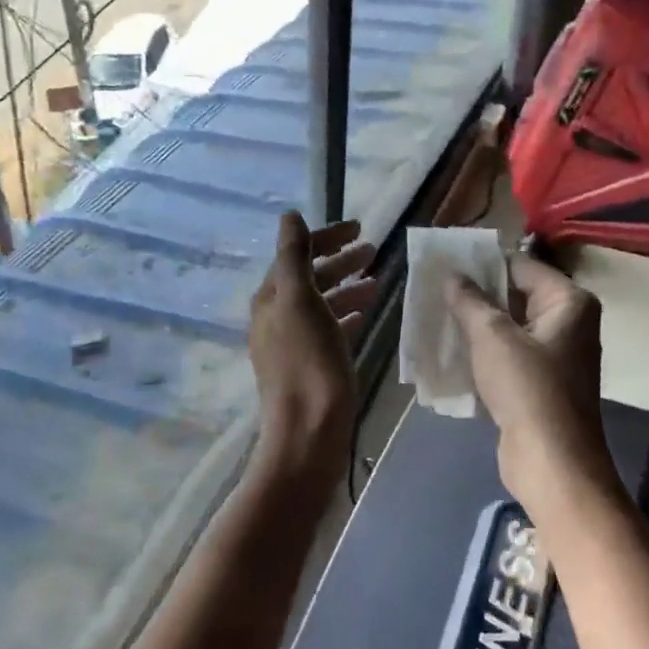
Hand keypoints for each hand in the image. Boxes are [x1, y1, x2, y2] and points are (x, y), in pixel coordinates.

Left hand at [250, 213, 376, 454]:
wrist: (309, 432)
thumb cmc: (308, 362)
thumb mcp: (299, 300)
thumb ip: (293, 256)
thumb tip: (289, 216)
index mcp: (271, 298)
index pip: (295, 254)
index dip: (325, 238)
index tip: (358, 228)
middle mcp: (277, 317)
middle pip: (310, 277)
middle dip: (339, 260)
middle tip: (373, 250)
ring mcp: (293, 343)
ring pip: (322, 303)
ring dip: (347, 286)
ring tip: (377, 280)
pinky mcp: (311, 365)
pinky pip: (330, 329)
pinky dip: (347, 315)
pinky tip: (366, 313)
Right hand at [446, 254, 616, 509]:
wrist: (552, 463)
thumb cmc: (528, 389)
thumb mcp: (492, 337)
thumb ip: (470, 300)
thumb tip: (452, 274)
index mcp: (569, 301)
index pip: (520, 266)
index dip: (482, 264)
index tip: (444, 263)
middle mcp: (568, 322)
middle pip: (515, 294)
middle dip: (476, 294)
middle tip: (434, 289)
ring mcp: (556, 354)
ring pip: (509, 326)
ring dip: (476, 323)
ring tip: (436, 315)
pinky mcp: (542, 382)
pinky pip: (509, 353)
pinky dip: (484, 350)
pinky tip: (451, 349)